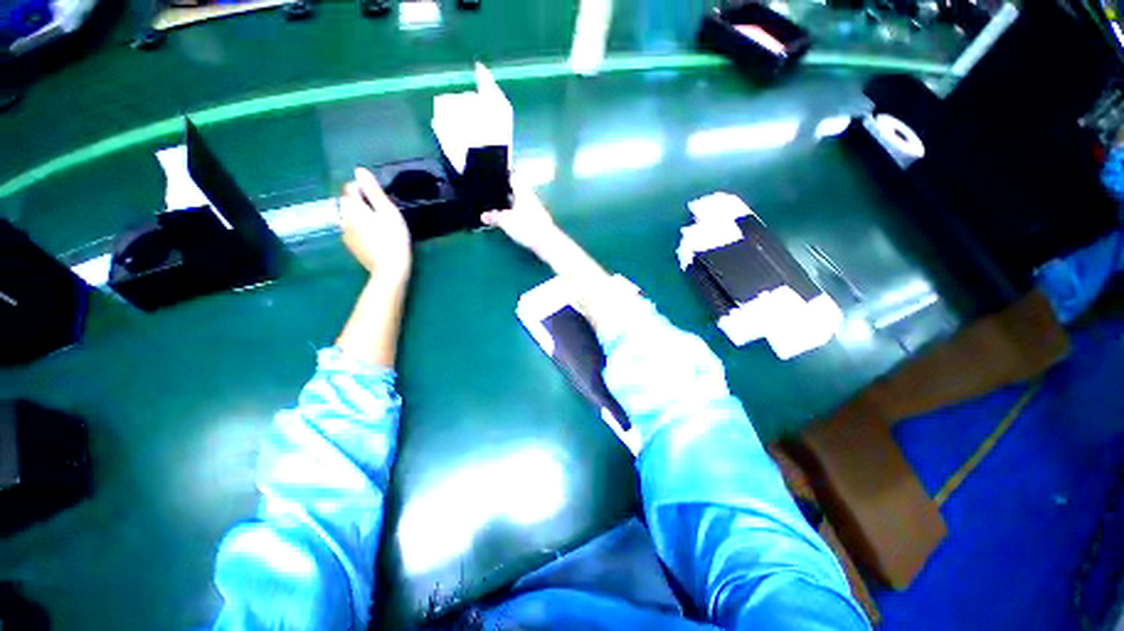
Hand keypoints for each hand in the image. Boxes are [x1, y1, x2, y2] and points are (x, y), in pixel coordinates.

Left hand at [340, 168, 412, 283]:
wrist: (390, 269)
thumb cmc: (393, 238)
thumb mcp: (388, 212)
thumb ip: (374, 191)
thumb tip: (359, 170)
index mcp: (352, 207)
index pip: (350, 188)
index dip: (364, 188)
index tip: (381, 196)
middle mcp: (343, 218)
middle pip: (349, 202)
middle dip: (363, 202)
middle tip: (384, 211)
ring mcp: (345, 233)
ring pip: (351, 217)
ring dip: (362, 216)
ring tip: (381, 224)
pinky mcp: (351, 246)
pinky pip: (353, 230)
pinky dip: (362, 228)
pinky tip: (376, 237)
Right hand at [481, 173, 561, 254]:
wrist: (547, 242)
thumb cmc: (527, 227)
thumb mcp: (506, 222)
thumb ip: (494, 217)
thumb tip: (483, 216)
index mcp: (523, 193)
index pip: (514, 178)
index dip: (506, 174)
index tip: (498, 174)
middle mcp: (531, 198)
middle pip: (519, 190)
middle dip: (508, 191)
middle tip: (496, 192)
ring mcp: (536, 209)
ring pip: (522, 201)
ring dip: (513, 203)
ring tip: (501, 207)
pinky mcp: (539, 220)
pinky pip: (526, 212)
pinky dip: (518, 213)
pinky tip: (512, 220)